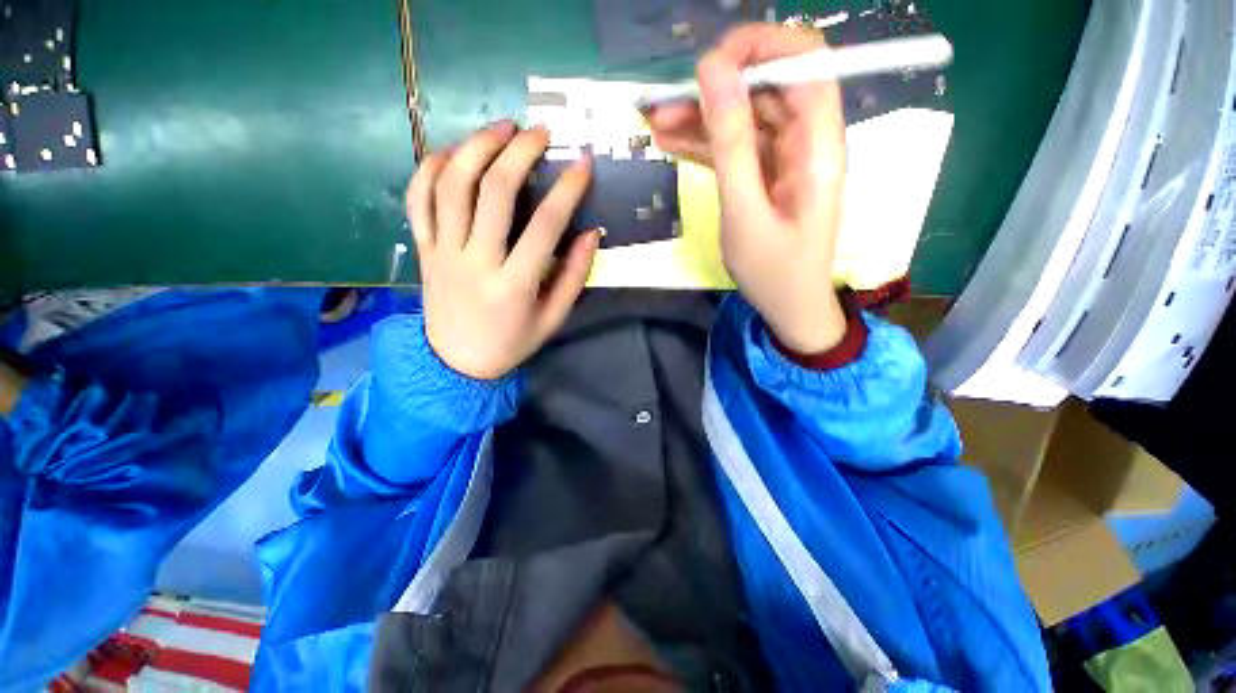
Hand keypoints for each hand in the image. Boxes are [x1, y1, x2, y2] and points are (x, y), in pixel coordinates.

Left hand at [407, 121, 598, 379]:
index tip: (583, 163)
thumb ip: (574, 277)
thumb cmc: (511, 342)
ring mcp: (443, 253)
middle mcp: (475, 262)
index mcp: (513, 285)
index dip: (568, 190)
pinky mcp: (424, 250)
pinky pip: (418, 199)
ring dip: (477, 146)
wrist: (456, 362)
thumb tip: (591, 234)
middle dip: (520, 152)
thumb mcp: (552, 319)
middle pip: (494, 192)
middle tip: (539, 133)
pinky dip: (431, 168)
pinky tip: (454, 152)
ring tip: (501, 128)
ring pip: (452, 185)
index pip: (545, 226)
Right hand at [648, 24, 847, 353]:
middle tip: (661, 105)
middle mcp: (806, 140)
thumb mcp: (744, 211)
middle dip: (713, 89)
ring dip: (700, 117)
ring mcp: (785, 159)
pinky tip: (671, 142)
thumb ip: (730, 143)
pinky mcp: (767, 176)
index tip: (707, 67)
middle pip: (764, 89)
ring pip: (744, 118)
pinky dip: (705, 143)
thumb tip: (713, 72)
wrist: (788, 307)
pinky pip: (736, 148)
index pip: (803, 61)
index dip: (757, 48)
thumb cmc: (772, 271)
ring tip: (654, 123)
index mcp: (817, 144)